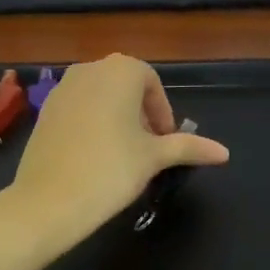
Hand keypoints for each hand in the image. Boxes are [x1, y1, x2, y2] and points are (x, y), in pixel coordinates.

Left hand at [0, 54, 229, 265]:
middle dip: (141, 114)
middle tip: (148, 149)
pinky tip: (94, 156)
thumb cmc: (110, 170)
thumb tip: (224, 152)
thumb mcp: (153, 157)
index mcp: (121, 70)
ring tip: (123, 154)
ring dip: (117, 118)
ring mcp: (63, 86)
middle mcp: (91, 68)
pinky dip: (92, 123)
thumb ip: (188, 147)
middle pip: (126, 87)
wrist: (46, 201)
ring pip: (101, 96)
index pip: (152, 84)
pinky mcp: (45, 109)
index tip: (166, 143)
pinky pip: (78, 108)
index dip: (162, 113)